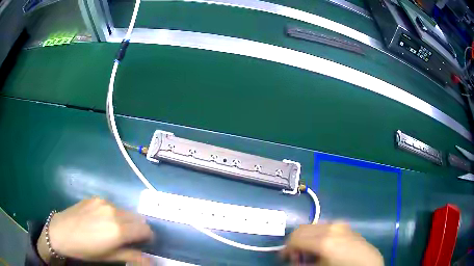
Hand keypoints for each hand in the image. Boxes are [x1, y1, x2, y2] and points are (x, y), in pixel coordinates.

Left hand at [37, 197, 152, 263]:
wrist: (61, 231)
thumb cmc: (85, 249)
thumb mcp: (109, 257)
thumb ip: (132, 256)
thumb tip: (151, 261)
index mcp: (119, 229)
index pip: (145, 229)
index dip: (148, 237)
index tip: (144, 244)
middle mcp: (114, 212)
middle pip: (138, 218)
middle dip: (139, 229)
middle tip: (130, 239)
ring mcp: (104, 202)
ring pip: (126, 211)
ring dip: (127, 221)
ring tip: (115, 230)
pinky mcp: (96, 198)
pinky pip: (113, 206)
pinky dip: (115, 214)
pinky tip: (103, 221)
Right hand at [281, 222, 383, 265]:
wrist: (368, 264)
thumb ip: (302, 264)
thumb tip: (293, 260)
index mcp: (324, 240)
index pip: (295, 238)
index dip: (286, 249)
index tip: (285, 258)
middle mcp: (331, 228)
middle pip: (302, 229)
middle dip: (295, 242)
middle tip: (296, 256)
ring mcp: (339, 224)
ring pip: (313, 227)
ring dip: (306, 238)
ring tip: (310, 252)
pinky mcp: (345, 226)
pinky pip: (324, 227)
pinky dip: (317, 235)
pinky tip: (322, 247)